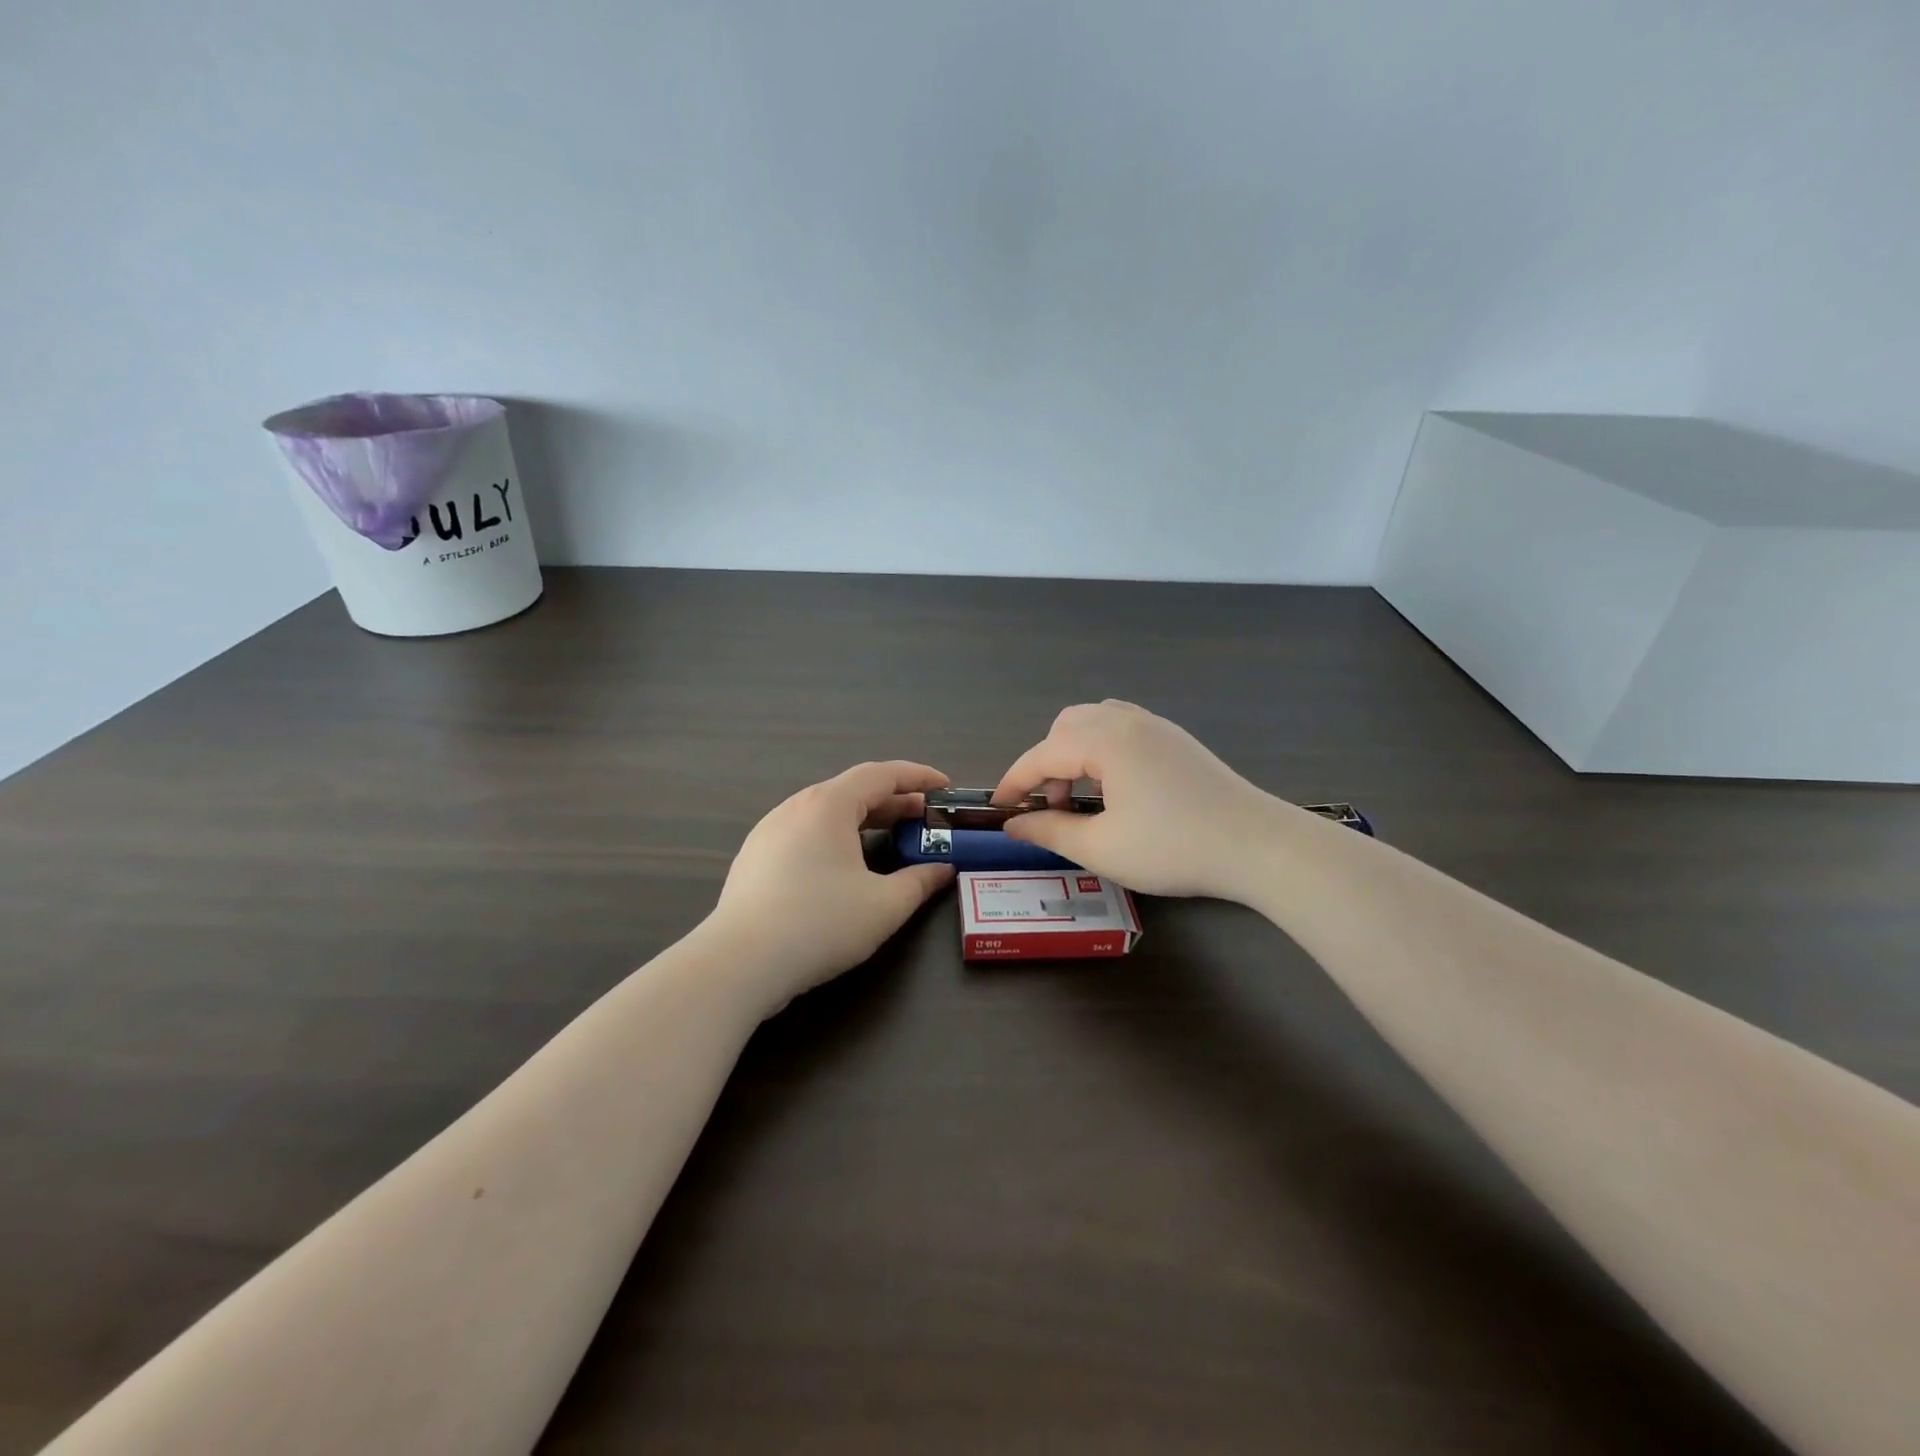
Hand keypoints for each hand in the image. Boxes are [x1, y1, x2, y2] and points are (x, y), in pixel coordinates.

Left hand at [706, 761, 955, 1011]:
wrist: (739, 963)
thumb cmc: (820, 924)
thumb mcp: (884, 905)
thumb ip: (920, 882)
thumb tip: (943, 870)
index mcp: (829, 805)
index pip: (881, 774)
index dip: (918, 776)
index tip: (946, 786)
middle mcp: (796, 807)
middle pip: (853, 790)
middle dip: (894, 800)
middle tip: (925, 817)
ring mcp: (769, 831)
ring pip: (827, 811)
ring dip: (864, 818)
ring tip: (890, 837)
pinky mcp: (755, 857)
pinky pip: (805, 831)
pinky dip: (836, 835)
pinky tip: (845, 864)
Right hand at [993, 701, 1280, 899]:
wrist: (1258, 846)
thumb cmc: (1174, 848)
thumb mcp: (1102, 848)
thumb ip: (1049, 830)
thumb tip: (1013, 825)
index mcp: (1104, 740)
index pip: (1041, 755)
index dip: (1013, 782)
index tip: (997, 809)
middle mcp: (1127, 720)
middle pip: (1065, 727)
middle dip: (1045, 764)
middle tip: (1049, 808)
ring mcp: (1156, 726)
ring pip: (1094, 723)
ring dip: (1073, 754)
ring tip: (1082, 798)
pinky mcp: (1176, 740)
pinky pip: (1121, 728)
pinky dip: (1101, 750)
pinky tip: (1115, 787)